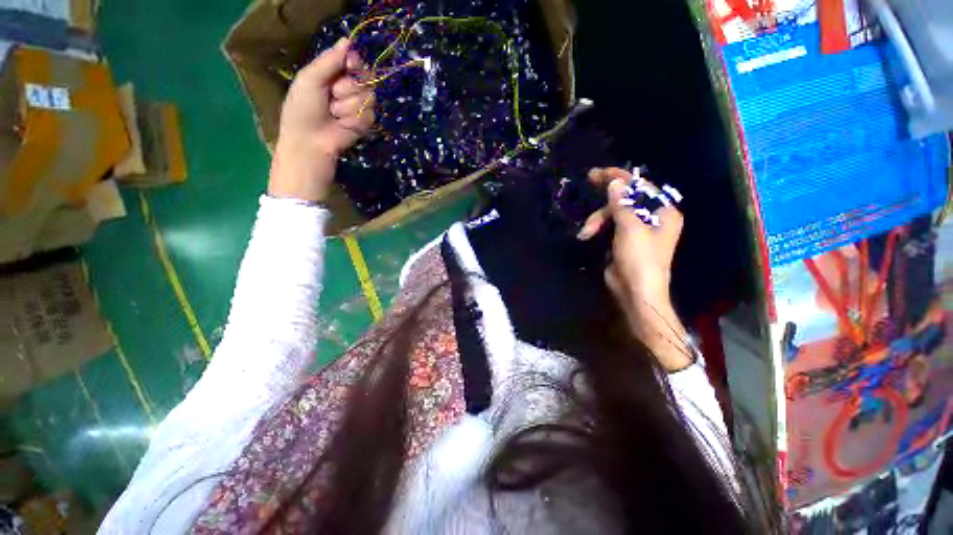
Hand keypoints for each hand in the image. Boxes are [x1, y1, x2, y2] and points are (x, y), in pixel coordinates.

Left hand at [269, 37, 375, 201]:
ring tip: (334, 113)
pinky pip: (370, 113)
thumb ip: (329, 60)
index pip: (354, 60)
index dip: (355, 62)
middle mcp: (348, 88)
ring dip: (348, 105)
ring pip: (368, 96)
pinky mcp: (366, 122)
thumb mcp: (310, 78)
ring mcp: (359, 105)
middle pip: (366, 77)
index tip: (350, 64)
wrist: (311, 141)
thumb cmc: (302, 109)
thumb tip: (348, 40)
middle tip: (333, 94)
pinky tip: (343, 124)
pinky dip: (355, 118)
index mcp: (333, 74)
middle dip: (349, 86)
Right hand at [578, 167, 692, 370]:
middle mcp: (652, 219)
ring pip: (612, 214)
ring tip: (586, 233)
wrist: (635, 292)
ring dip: (597, 221)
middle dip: (604, 204)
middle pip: (625, 200)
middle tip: (588, 189)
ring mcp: (636, 231)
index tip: (599, 174)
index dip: (621, 178)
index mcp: (663, 213)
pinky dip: (597, 229)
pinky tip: (587, 235)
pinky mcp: (622, 241)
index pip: (642, 187)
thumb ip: (622, 204)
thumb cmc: (640, 259)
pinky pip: (608, 226)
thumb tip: (615, 183)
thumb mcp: (630, 229)